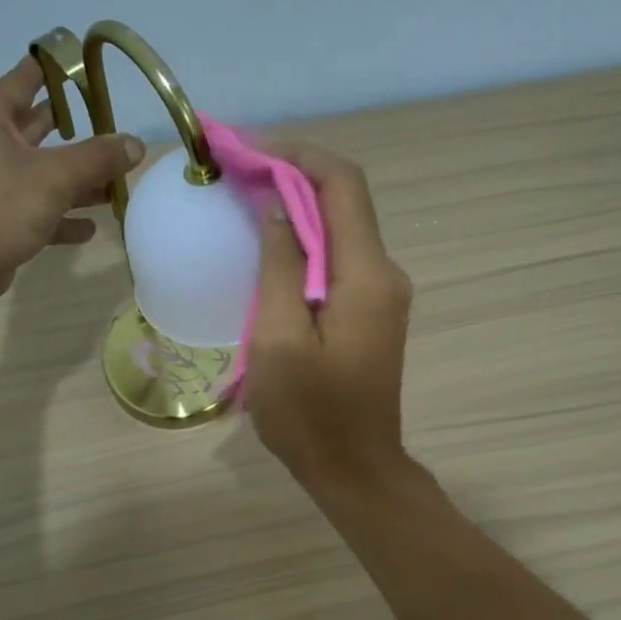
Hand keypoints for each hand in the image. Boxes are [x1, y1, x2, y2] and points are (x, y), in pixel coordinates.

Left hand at [0, 57, 144, 302]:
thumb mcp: (55, 176)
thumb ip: (98, 158)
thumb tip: (136, 145)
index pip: (27, 78)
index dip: (56, 69)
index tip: (84, 62)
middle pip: (39, 129)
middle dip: (77, 133)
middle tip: (112, 128)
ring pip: (42, 174)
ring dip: (78, 181)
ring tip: (115, 186)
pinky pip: (37, 211)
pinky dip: (62, 217)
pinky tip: (90, 228)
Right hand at [247, 144, 413, 492]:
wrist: (355, 469)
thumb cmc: (310, 414)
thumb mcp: (278, 340)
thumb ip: (279, 267)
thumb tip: (275, 207)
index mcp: (366, 275)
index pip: (341, 184)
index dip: (296, 154)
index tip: (245, 149)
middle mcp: (384, 274)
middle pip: (344, 201)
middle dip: (292, 174)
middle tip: (236, 171)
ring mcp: (382, 295)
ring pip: (341, 229)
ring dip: (296, 207)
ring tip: (245, 200)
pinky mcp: (371, 314)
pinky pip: (339, 260)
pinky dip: (305, 241)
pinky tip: (270, 247)